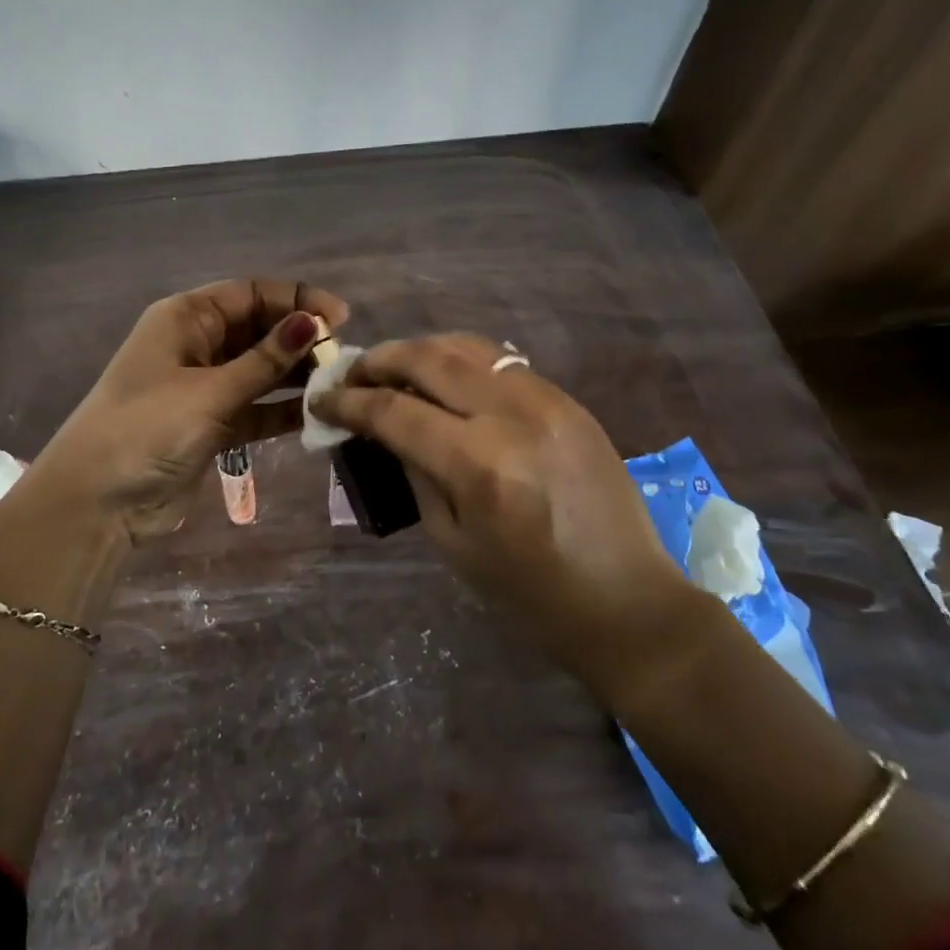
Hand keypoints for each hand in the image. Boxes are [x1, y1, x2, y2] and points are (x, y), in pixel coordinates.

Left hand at [27, 279, 348, 544]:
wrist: (99, 501)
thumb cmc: (147, 428)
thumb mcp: (209, 390)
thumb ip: (264, 361)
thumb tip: (312, 322)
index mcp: (186, 318)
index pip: (250, 294)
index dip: (295, 299)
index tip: (340, 317)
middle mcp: (196, 345)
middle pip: (258, 329)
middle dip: (299, 338)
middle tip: (343, 355)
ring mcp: (205, 387)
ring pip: (261, 370)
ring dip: (296, 375)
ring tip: (339, 383)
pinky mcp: (213, 425)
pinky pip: (257, 408)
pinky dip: (284, 410)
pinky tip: (319, 414)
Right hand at [311, 333, 691, 672]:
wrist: (628, 602)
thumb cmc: (529, 593)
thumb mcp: (451, 541)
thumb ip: (413, 472)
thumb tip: (383, 429)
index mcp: (479, 465)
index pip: (395, 412)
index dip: (349, 402)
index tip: (322, 399)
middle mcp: (513, 417)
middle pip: (429, 359)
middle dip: (379, 360)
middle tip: (351, 373)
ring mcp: (547, 400)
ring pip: (467, 347)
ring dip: (420, 350)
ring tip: (392, 368)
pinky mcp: (569, 400)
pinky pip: (502, 362)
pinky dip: (461, 360)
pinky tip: (444, 377)